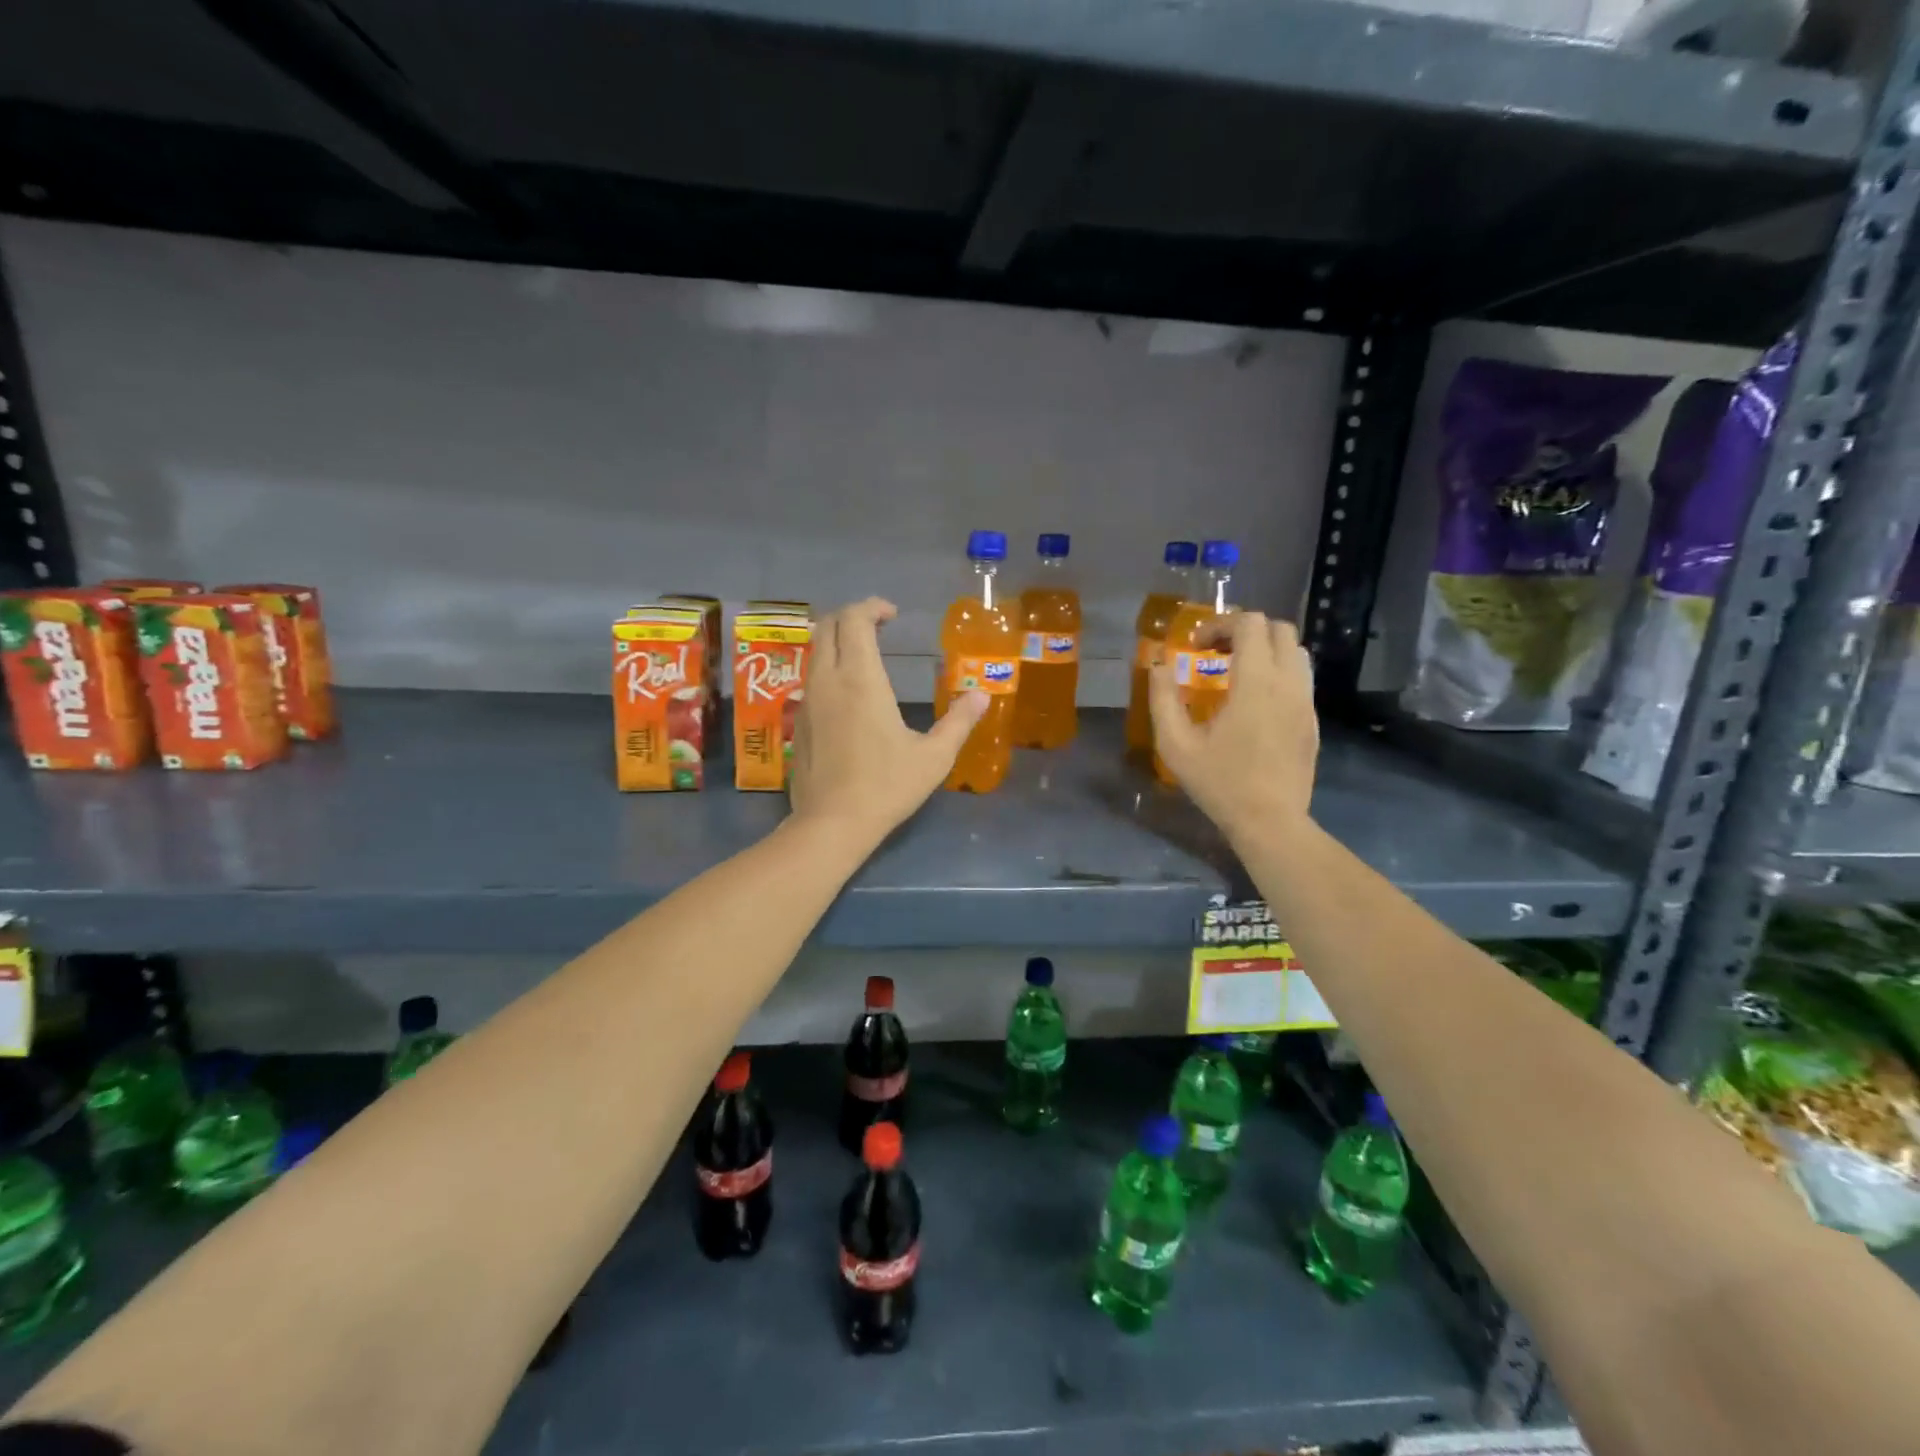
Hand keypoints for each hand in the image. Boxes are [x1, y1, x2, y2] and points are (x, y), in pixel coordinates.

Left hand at [789, 598, 988, 847]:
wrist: (832, 824)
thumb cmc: (887, 786)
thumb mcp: (934, 756)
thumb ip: (960, 721)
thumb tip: (982, 695)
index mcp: (860, 679)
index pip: (854, 619)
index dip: (872, 606)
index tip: (893, 615)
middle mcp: (828, 680)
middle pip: (828, 626)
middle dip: (852, 616)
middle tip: (879, 627)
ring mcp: (807, 701)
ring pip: (815, 651)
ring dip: (838, 642)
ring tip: (865, 656)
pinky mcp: (798, 722)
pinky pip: (810, 679)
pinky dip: (828, 668)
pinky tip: (848, 695)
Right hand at [1148, 611, 1318, 845]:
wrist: (1270, 821)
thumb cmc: (1219, 782)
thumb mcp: (1176, 744)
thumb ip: (1163, 698)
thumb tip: (1158, 664)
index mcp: (1256, 683)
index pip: (1250, 624)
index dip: (1220, 624)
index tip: (1197, 647)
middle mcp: (1288, 683)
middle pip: (1278, 629)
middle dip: (1245, 631)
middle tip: (1216, 653)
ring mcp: (1306, 701)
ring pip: (1295, 652)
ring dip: (1265, 650)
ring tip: (1237, 673)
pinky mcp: (1313, 720)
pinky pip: (1301, 679)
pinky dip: (1278, 673)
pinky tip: (1255, 703)